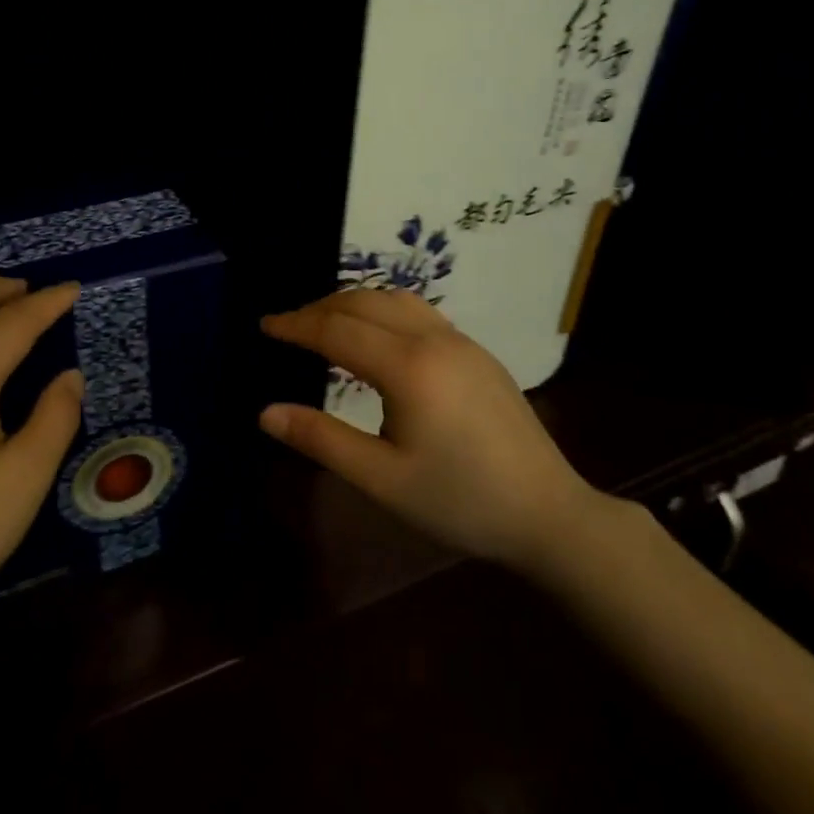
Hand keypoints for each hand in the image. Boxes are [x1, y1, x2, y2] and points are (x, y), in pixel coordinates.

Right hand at [259, 289, 597, 568]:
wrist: (548, 513)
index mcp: (408, 367)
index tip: (265, 325)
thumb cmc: (459, 501)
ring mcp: (461, 342)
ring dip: (354, 302)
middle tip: (288, 326)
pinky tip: (377, 336)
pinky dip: (383, 310)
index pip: (337, 329)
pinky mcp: (478, 352)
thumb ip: (321, 439)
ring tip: (325, 322)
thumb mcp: (382, 479)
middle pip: (365, 302)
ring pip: (396, 300)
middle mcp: (434, 340)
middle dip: (320, 307)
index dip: (296, 325)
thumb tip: (266, 412)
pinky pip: (419, 312)